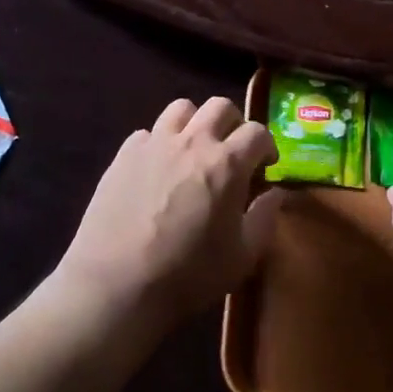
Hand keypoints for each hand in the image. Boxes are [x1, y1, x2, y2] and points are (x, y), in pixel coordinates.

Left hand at [55, 97, 282, 325]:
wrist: (116, 285)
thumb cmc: (188, 274)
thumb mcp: (243, 256)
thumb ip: (265, 218)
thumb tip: (276, 193)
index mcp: (227, 163)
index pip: (257, 131)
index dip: (267, 145)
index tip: (265, 166)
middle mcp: (193, 141)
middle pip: (220, 106)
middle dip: (233, 124)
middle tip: (231, 152)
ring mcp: (155, 143)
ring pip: (181, 108)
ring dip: (194, 123)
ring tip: (192, 150)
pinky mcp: (124, 154)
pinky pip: (147, 132)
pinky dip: (158, 143)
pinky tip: (156, 170)